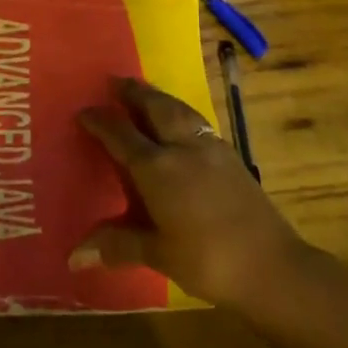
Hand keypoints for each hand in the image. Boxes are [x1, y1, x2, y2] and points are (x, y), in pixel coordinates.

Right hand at [70, 76, 310, 309]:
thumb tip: (74, 256)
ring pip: (180, 110)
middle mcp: (182, 148)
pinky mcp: (232, 156)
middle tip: (115, 81)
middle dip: (133, 92)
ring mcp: (211, 148)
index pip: (121, 134)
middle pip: (155, 108)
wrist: (273, 266)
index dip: (100, 120)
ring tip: (146, 92)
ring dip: (159, 97)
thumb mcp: (158, 254)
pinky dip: (181, 113)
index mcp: (157, 168)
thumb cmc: (208, 261)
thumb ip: (118, 245)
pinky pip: (198, 122)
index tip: (83, 111)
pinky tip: (182, 122)